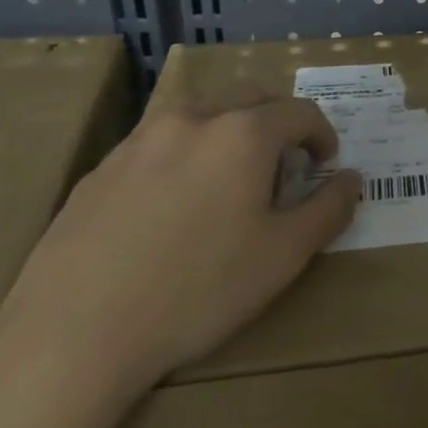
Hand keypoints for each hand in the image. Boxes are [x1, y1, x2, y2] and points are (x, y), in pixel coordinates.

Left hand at [0, 96, 360, 413]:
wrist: (75, 330)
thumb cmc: (198, 290)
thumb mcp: (283, 256)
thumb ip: (327, 210)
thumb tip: (352, 179)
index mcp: (242, 134)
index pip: (300, 112)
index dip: (324, 135)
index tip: (325, 167)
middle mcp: (192, 119)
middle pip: (251, 98)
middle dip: (279, 123)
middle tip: (285, 169)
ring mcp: (140, 139)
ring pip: (202, 114)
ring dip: (231, 134)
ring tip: (230, 186)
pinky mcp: (103, 166)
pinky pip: (161, 142)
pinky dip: (187, 155)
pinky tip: (175, 210)